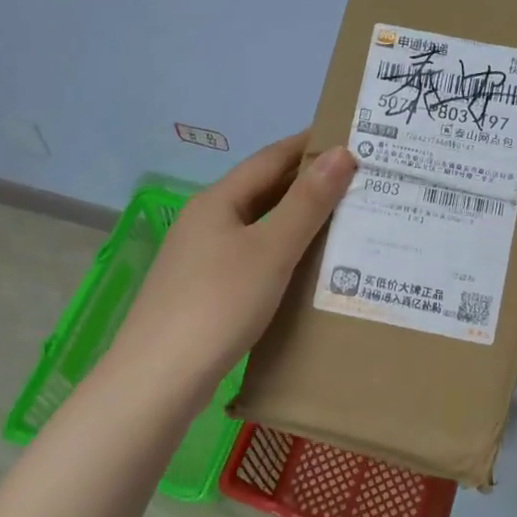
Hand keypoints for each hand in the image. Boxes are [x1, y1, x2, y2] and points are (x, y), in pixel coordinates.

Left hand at [111, 134, 355, 398]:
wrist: (158, 379)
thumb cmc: (219, 304)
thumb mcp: (271, 249)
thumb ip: (307, 203)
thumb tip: (342, 153)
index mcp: (217, 201)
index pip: (270, 158)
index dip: (308, 145)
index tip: (349, 137)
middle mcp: (204, 222)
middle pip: (261, 191)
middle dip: (307, 184)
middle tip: (357, 183)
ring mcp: (199, 258)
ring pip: (256, 227)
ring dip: (295, 221)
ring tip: (341, 222)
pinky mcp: (202, 292)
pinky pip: (250, 258)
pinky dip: (280, 254)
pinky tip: (303, 269)